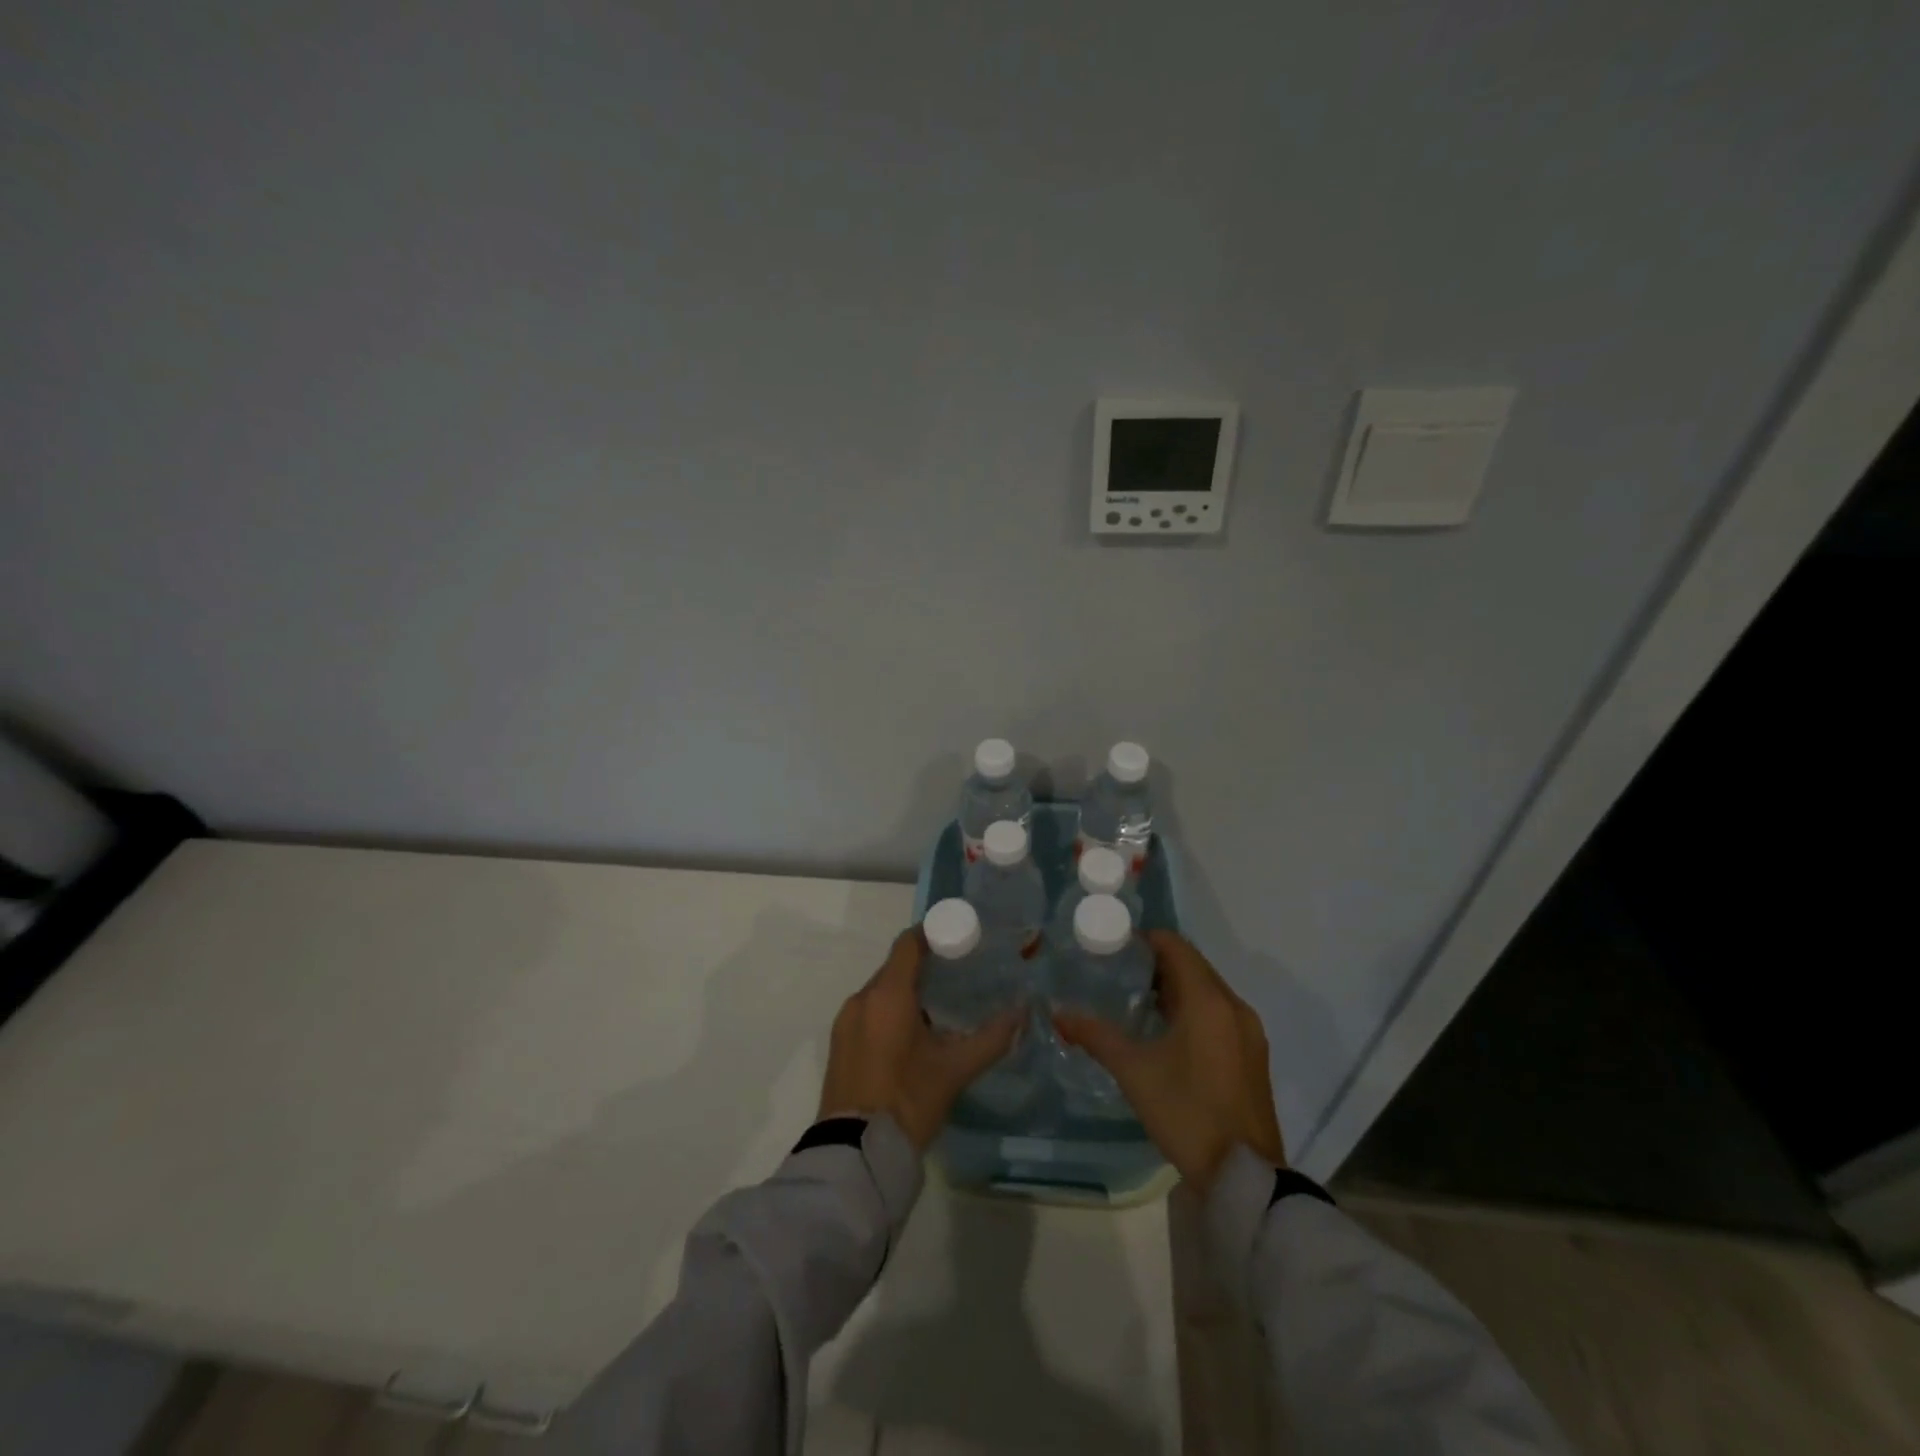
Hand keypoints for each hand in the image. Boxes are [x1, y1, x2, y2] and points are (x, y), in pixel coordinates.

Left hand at [818, 928, 1022, 1149]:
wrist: (854, 1154)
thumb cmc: (908, 1101)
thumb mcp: (955, 1070)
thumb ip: (992, 1037)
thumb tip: (1023, 1012)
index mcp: (887, 995)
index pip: (909, 944)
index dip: (933, 934)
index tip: (959, 938)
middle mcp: (861, 999)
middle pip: (895, 967)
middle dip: (925, 966)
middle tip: (959, 975)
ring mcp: (845, 1022)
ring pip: (881, 992)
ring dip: (907, 992)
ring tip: (940, 1008)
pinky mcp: (839, 1044)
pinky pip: (868, 1012)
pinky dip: (890, 1012)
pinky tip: (913, 1035)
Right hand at [1053, 930, 1285, 1192]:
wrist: (1244, 1177)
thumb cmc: (1187, 1113)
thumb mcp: (1134, 1072)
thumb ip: (1096, 1036)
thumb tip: (1059, 1013)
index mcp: (1208, 1000)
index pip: (1176, 946)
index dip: (1144, 939)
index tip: (1113, 946)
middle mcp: (1234, 1006)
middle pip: (1193, 965)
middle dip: (1156, 964)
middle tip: (1117, 972)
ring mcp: (1248, 1032)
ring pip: (1207, 991)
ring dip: (1175, 988)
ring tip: (1135, 1001)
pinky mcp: (1253, 1055)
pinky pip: (1219, 1014)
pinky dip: (1193, 1010)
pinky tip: (1166, 1032)